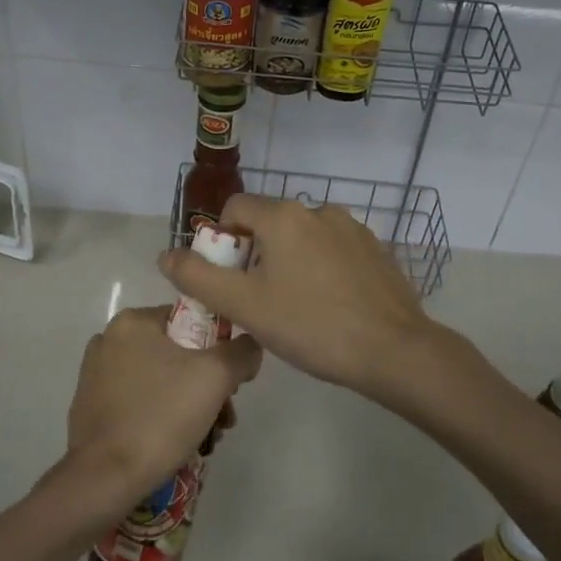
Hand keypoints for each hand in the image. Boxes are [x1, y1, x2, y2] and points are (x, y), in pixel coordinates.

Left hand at [62, 306, 262, 517]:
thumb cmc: (161, 416)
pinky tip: (178, 446)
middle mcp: (109, 341)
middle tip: (223, 419)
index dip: (220, 350)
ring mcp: (96, 375)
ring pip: (160, 381)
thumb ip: (241, 352)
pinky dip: (162, 418)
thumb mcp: (216, 376)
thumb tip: (248, 346)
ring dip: (189, 406)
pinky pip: (139, 403)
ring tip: (207, 439)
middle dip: (207, 387)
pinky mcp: (91, 408)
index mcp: (132, 322)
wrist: (105, 478)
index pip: (191, 322)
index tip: (231, 385)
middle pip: (177, 355)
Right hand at [158, 193, 436, 401]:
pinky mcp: (376, 250)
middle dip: (255, 256)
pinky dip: (321, 270)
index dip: (222, 242)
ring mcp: (353, 228)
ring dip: (289, 263)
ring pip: (302, 238)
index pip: (235, 208)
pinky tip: (330, 307)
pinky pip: (333, 251)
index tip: (230, 281)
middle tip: (259, 302)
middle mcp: (319, 210)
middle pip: (269, 223)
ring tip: (296, 308)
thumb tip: (166, 254)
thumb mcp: (244, 305)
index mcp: (284, 215)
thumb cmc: (311, 325)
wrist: (394, 351)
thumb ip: (197, 277)